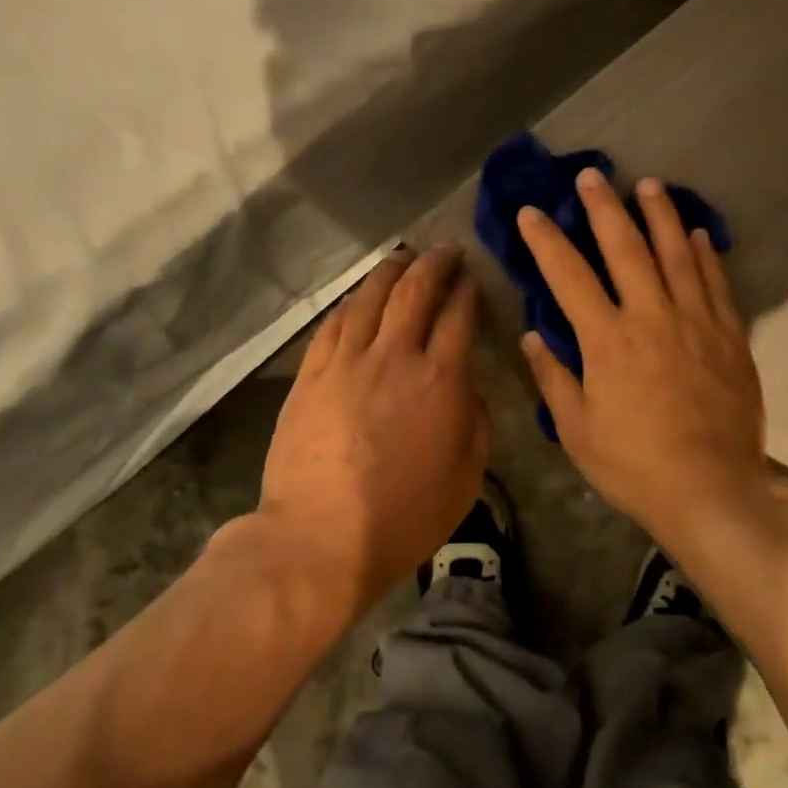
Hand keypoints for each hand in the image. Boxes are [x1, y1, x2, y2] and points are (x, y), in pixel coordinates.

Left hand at [257, 246, 488, 619]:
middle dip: (434, 263)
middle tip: (446, 250)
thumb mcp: (467, 476)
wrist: (320, 538)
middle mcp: (394, 356)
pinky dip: (351, 303)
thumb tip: (468, 389)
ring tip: (403, 257)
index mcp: (440, 379)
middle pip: (415, 291)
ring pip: (370, 298)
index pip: (458, 316)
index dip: (468, 290)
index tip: (473, 278)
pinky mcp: (310, 375)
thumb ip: (476, 421)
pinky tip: (358, 298)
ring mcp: (346, 362)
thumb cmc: (404, 515)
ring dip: (391, 271)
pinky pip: (332, 325)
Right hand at [517, 169, 772, 548]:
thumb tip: (533, 337)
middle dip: (604, 208)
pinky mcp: (729, 335)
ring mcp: (696, 322)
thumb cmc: (634, 464)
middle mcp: (651, 317)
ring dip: (660, 215)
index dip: (546, 241)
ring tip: (649, 185)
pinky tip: (697, 234)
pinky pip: (716, 283)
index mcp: (607, 340)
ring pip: (676, 254)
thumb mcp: (578, 430)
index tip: (531, 212)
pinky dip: (704, 254)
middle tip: (592, 175)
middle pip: (626, 249)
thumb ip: (554, 378)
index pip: (569, 276)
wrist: (712, 488)